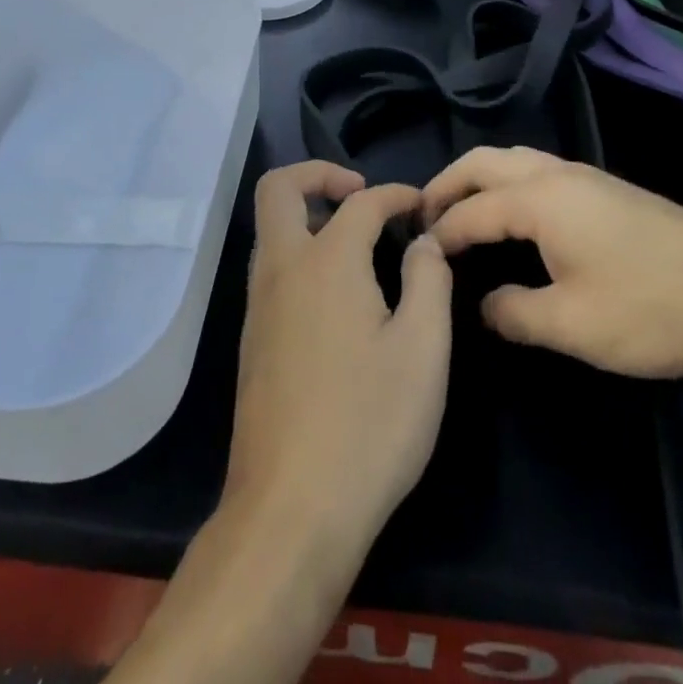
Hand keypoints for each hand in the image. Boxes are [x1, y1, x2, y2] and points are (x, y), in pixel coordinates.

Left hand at [224, 161, 453, 574]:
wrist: (291, 509)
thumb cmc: (369, 424)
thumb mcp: (424, 350)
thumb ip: (429, 280)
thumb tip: (424, 243)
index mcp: (326, 261)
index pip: (361, 202)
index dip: (396, 195)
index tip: (422, 207)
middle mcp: (282, 269)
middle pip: (278, 188)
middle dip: (319, 174)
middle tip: (360, 192)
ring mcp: (259, 305)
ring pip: (270, 229)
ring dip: (307, 214)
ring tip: (357, 242)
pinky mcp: (253, 340)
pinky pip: (272, 268)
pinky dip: (300, 253)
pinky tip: (338, 295)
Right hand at [424, 146, 682, 378]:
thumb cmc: (650, 307)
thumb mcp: (573, 324)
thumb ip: (515, 313)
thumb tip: (484, 305)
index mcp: (540, 198)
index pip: (472, 209)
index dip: (440, 232)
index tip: (416, 257)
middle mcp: (557, 174)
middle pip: (485, 162)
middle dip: (447, 183)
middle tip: (422, 216)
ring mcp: (586, 177)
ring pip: (513, 160)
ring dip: (478, 179)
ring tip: (460, 213)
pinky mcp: (607, 190)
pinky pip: (537, 171)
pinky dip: (506, 184)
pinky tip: (513, 218)